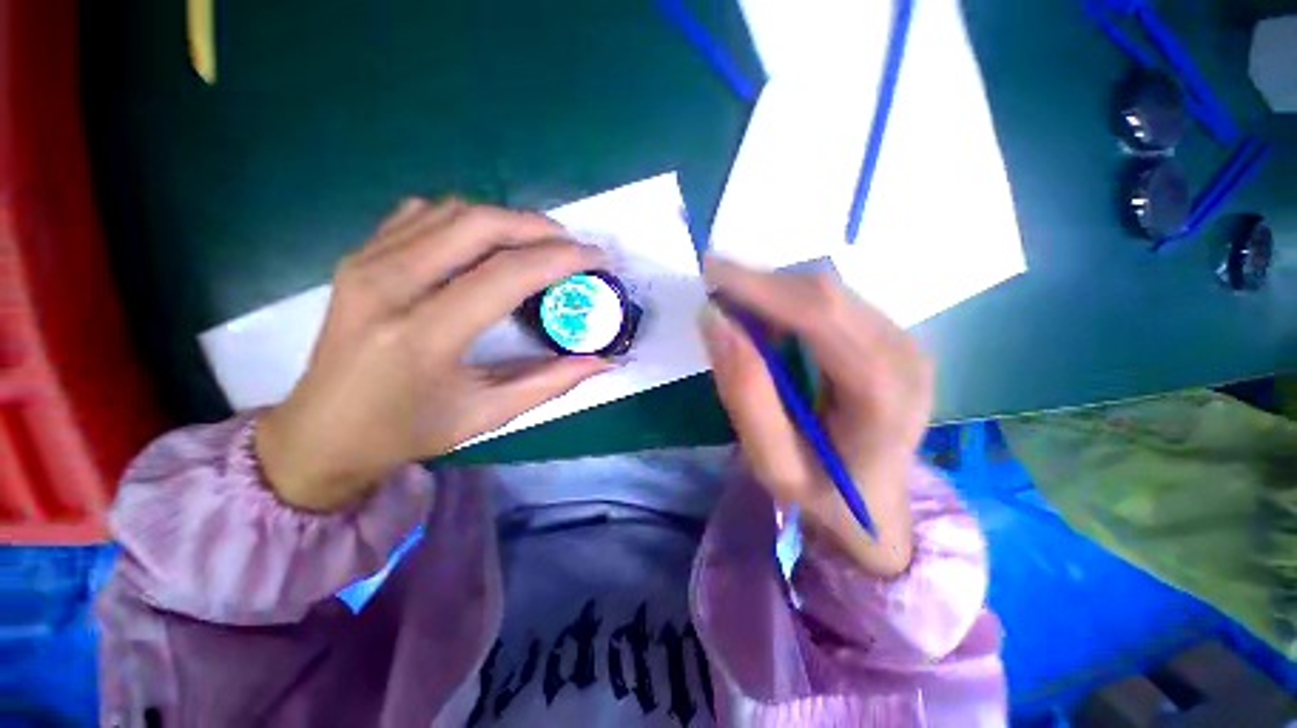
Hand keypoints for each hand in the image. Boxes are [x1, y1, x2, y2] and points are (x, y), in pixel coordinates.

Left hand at [256, 199, 611, 511]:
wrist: (321, 430)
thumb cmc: (407, 432)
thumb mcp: (487, 414)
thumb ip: (550, 383)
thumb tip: (602, 362)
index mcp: (422, 335)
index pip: (507, 274)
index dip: (562, 259)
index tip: (598, 259)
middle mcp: (389, 285)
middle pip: (480, 225)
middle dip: (540, 228)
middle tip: (573, 246)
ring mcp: (367, 262)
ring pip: (453, 211)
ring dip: (508, 220)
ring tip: (540, 244)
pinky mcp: (360, 256)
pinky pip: (424, 215)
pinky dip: (469, 219)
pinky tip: (488, 243)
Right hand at [699, 256, 932, 577]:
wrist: (876, 508)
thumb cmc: (822, 494)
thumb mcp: (772, 462)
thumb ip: (744, 392)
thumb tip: (714, 320)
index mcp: (883, 393)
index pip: (819, 315)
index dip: (759, 286)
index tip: (709, 273)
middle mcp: (905, 354)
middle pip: (826, 293)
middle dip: (761, 283)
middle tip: (715, 292)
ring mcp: (905, 341)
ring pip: (830, 290)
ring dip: (774, 291)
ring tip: (737, 312)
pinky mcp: (892, 337)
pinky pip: (835, 301)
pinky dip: (791, 302)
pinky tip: (768, 322)